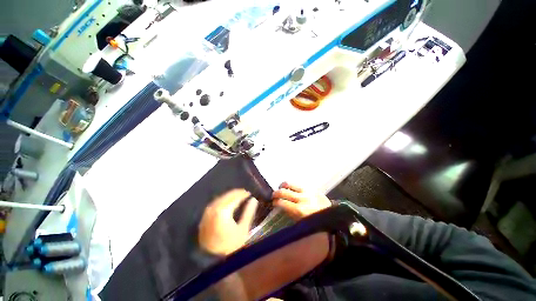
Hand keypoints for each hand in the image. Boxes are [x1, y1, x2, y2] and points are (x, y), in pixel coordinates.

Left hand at [199, 189, 258, 255]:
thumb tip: (254, 200)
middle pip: (227, 196)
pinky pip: (215, 203)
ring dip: (229, 195)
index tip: (250, 193)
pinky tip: (227, 202)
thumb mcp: (243, 229)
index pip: (235, 197)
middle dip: (236, 193)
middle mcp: (214, 209)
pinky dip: (223, 200)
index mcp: (223, 211)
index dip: (243, 194)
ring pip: (220, 198)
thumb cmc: (230, 246)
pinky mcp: (204, 217)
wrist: (212, 261)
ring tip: (237, 196)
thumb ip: (249, 212)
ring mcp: (207, 212)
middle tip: (245, 193)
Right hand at [272, 182, 331, 219]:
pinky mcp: (311, 187)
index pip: (282, 202)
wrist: (333, 216)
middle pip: (283, 191)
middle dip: (276, 193)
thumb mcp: (301, 222)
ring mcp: (307, 191)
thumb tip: (280, 206)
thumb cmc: (316, 223)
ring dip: (283, 186)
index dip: (275, 202)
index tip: (273, 203)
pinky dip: (291, 185)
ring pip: (289, 183)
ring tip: (281, 188)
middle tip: (274, 195)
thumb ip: (290, 213)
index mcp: (299, 210)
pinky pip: (297, 183)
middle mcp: (302, 198)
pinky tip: (290, 188)